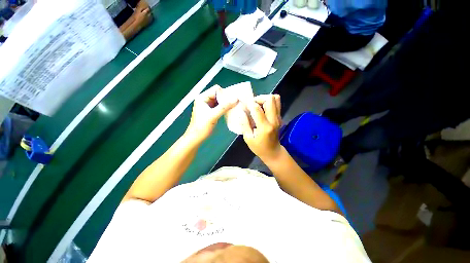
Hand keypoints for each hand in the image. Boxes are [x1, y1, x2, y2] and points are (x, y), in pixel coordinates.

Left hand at [186, 85, 237, 143]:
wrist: (197, 137)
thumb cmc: (202, 126)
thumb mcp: (213, 115)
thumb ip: (224, 107)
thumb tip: (236, 99)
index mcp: (202, 97)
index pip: (216, 89)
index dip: (224, 94)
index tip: (231, 100)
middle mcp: (205, 99)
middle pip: (218, 94)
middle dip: (226, 99)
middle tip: (233, 104)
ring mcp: (208, 105)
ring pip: (220, 100)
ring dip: (226, 104)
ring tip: (233, 107)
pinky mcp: (211, 111)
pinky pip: (220, 106)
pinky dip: (224, 108)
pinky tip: (229, 111)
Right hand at [241, 94, 282, 161]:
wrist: (273, 152)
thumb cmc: (259, 147)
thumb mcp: (248, 138)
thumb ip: (244, 124)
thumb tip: (241, 111)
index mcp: (264, 127)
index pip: (257, 109)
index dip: (249, 104)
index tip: (244, 106)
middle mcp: (274, 120)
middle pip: (270, 99)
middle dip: (259, 98)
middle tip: (252, 105)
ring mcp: (278, 118)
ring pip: (275, 99)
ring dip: (264, 99)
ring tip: (257, 105)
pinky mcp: (279, 117)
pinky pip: (276, 104)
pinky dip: (268, 102)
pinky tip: (262, 109)